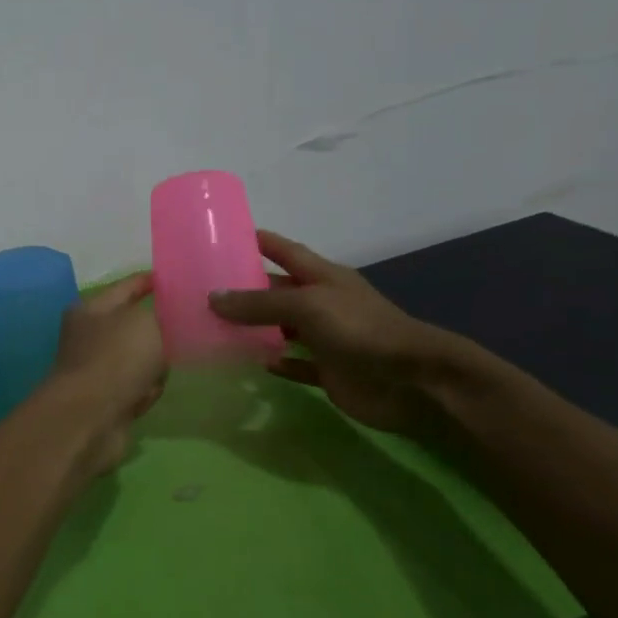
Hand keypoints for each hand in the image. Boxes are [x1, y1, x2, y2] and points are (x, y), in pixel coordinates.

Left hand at [37, 272, 166, 477]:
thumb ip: (162, 313)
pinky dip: (145, 392)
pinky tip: (145, 397)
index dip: (149, 281)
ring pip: (140, 359)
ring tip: (161, 371)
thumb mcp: (146, 321)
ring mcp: (96, 369)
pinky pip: (137, 388)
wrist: (92, 418)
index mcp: (91, 309)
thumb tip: (166, 317)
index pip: (126, 286)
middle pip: (135, 326)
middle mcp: (89, 336)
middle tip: (186, 329)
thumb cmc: (116, 358)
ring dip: (155, 367)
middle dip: (159, 332)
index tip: (175, 279)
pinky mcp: (106, 400)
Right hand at [209, 231, 457, 437]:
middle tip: (206, 291)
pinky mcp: (330, 372)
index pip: (286, 251)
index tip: (227, 236)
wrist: (412, 381)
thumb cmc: (360, 330)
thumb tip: (213, 297)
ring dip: (257, 328)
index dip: (261, 242)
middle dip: (248, 290)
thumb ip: (260, 303)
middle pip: (279, 291)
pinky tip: (258, 364)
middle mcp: (324, 304)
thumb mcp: (307, 305)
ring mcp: (327, 339)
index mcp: (323, 277)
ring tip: (218, 328)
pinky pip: (298, 365)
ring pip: (284, 328)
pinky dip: (279, 363)